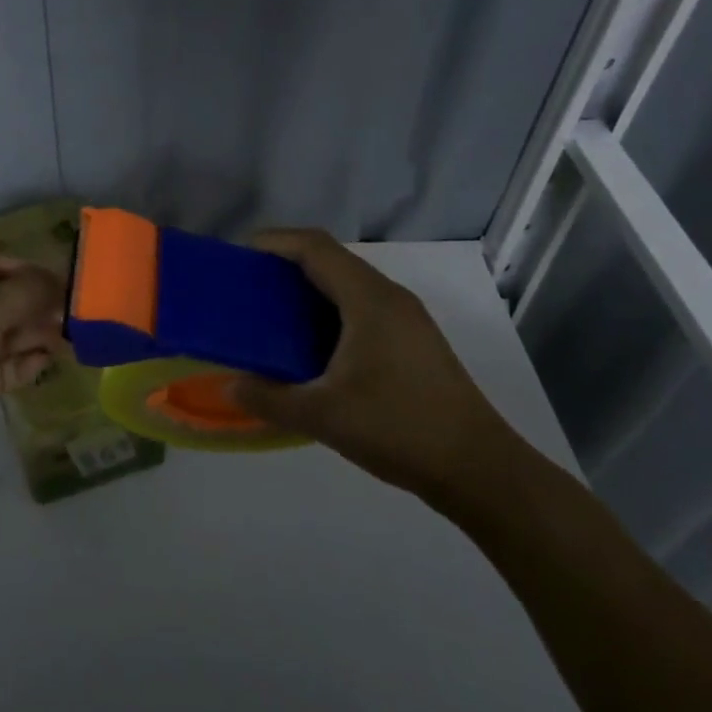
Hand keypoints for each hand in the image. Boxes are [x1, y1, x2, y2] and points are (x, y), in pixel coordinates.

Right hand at [230, 230, 520, 509]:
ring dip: (308, 289)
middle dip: (285, 265)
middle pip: (330, 259)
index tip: (239, 257)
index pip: (314, 246)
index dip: (274, 241)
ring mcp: (406, 319)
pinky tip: (312, 346)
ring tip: (272, 315)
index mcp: (368, 299)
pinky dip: (328, 311)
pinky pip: (361, 306)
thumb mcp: (323, 416)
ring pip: (347, 284)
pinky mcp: (413, 341)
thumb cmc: (400, 428)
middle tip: (248, 288)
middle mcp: (389, 297)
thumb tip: (230, 385)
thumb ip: (269, 398)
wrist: (481, 470)